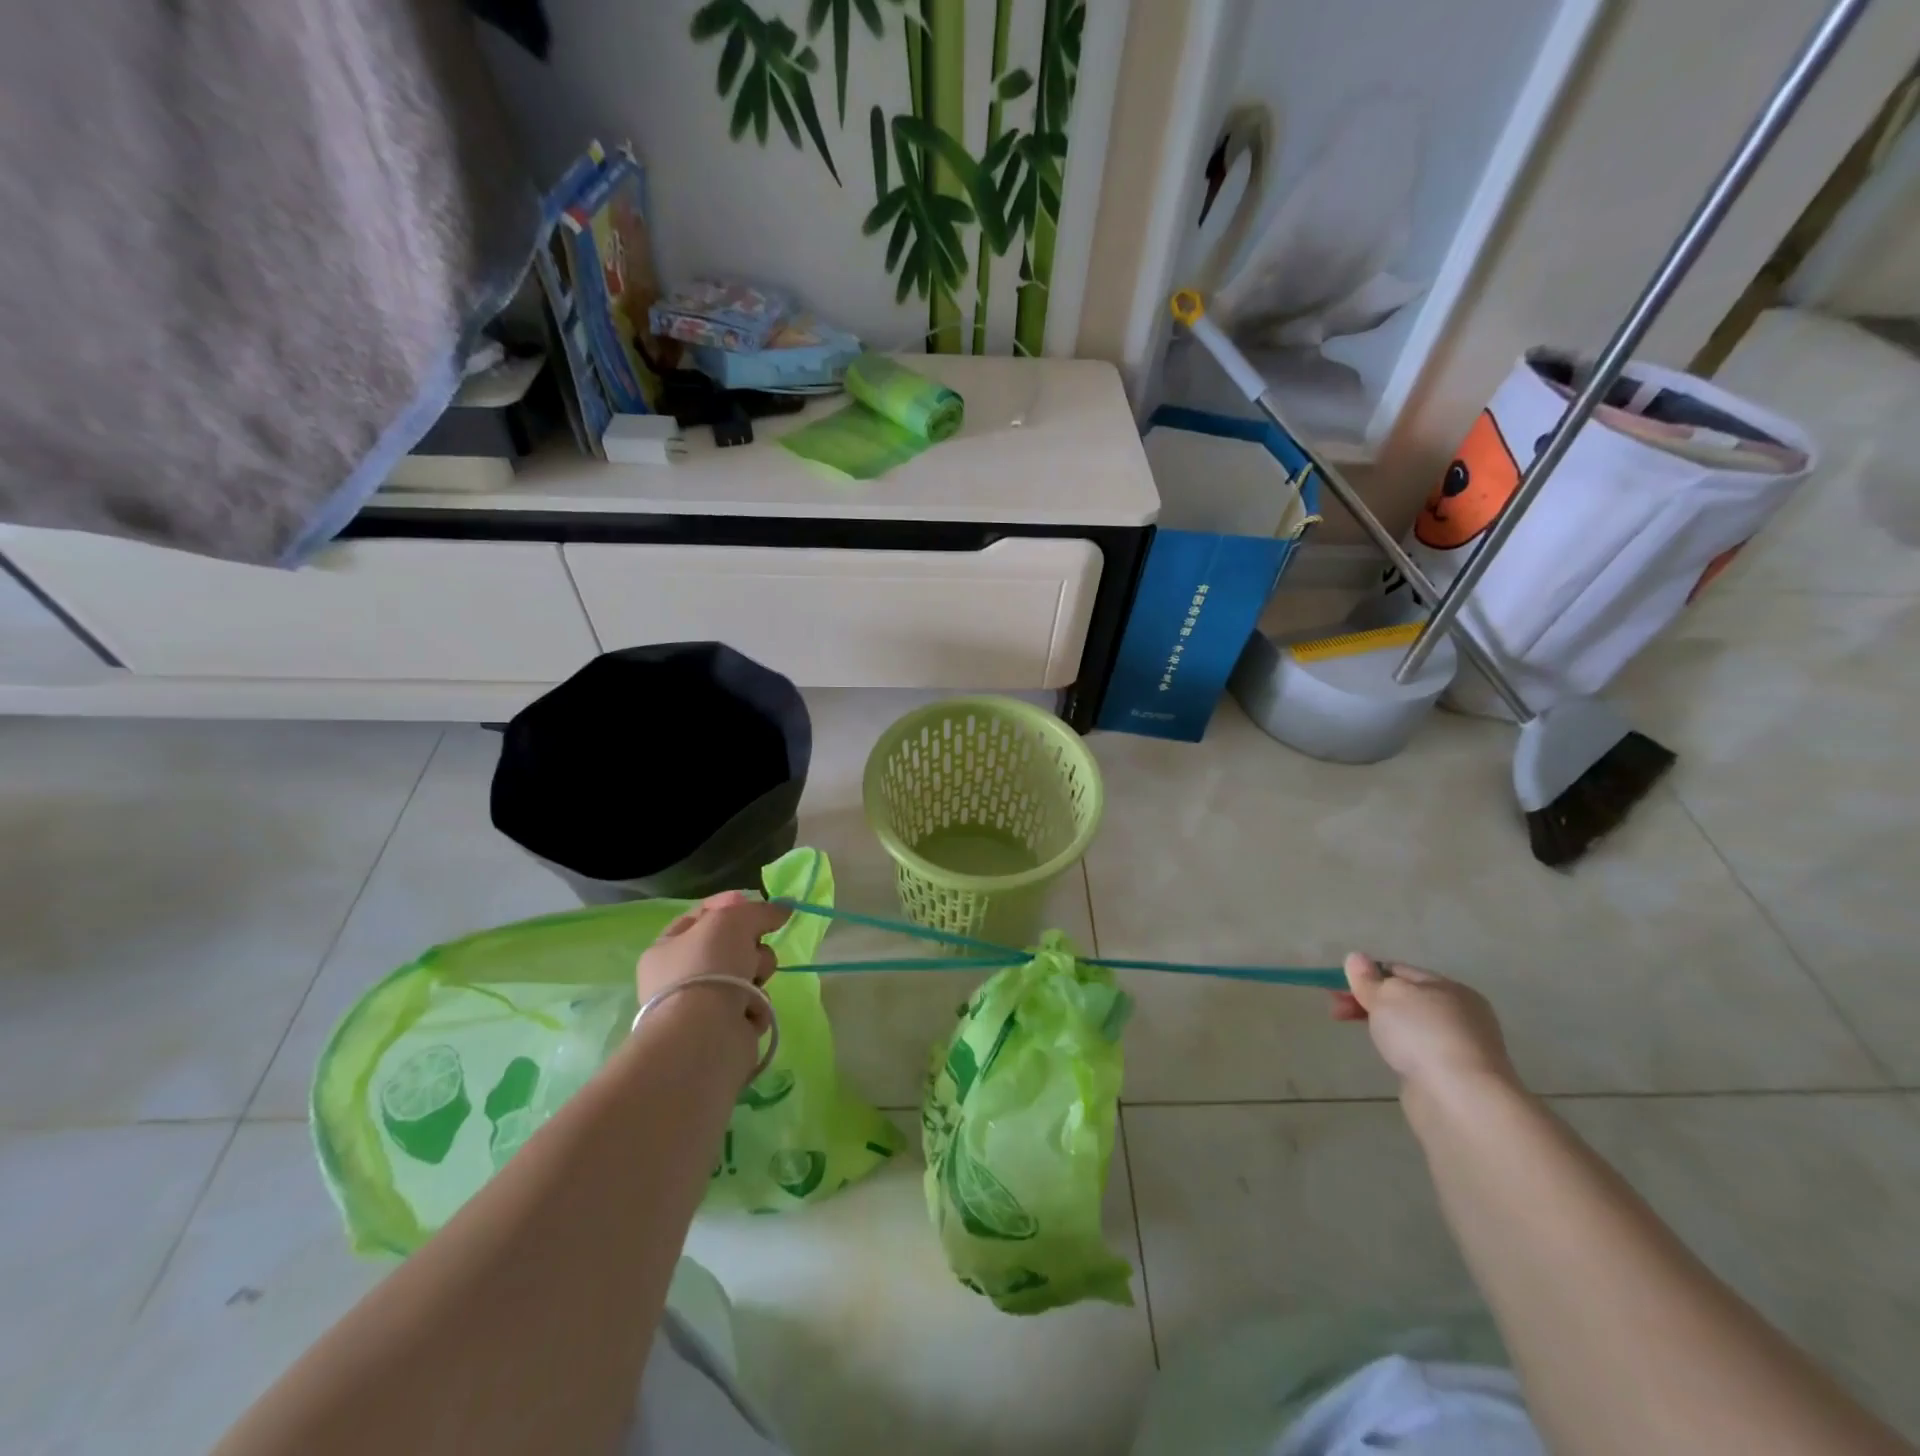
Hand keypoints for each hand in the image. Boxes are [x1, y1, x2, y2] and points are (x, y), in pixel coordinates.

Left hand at [635, 891, 789, 1039]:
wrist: (706, 1034)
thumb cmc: (708, 966)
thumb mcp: (734, 919)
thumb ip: (761, 910)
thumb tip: (784, 909)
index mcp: (666, 948)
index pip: (701, 915)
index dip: (729, 905)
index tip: (755, 904)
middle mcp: (680, 977)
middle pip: (731, 945)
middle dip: (751, 945)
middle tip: (753, 950)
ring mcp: (702, 1005)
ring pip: (747, 974)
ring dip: (758, 974)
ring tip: (753, 984)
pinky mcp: (725, 1029)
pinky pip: (753, 1003)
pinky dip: (757, 1004)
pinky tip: (751, 1009)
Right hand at [1332, 952, 1518, 1099]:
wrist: (1461, 1100)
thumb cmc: (1423, 1035)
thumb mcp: (1387, 996)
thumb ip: (1368, 978)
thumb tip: (1356, 958)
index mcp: (1449, 988)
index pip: (1400, 971)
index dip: (1365, 975)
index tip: (1335, 988)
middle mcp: (1460, 1014)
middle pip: (1404, 999)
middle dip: (1368, 1000)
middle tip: (1336, 1010)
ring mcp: (1458, 1047)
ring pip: (1409, 1025)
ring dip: (1381, 1024)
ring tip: (1358, 1031)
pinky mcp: (1452, 1075)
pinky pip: (1417, 1050)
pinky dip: (1398, 1048)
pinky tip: (1387, 1054)